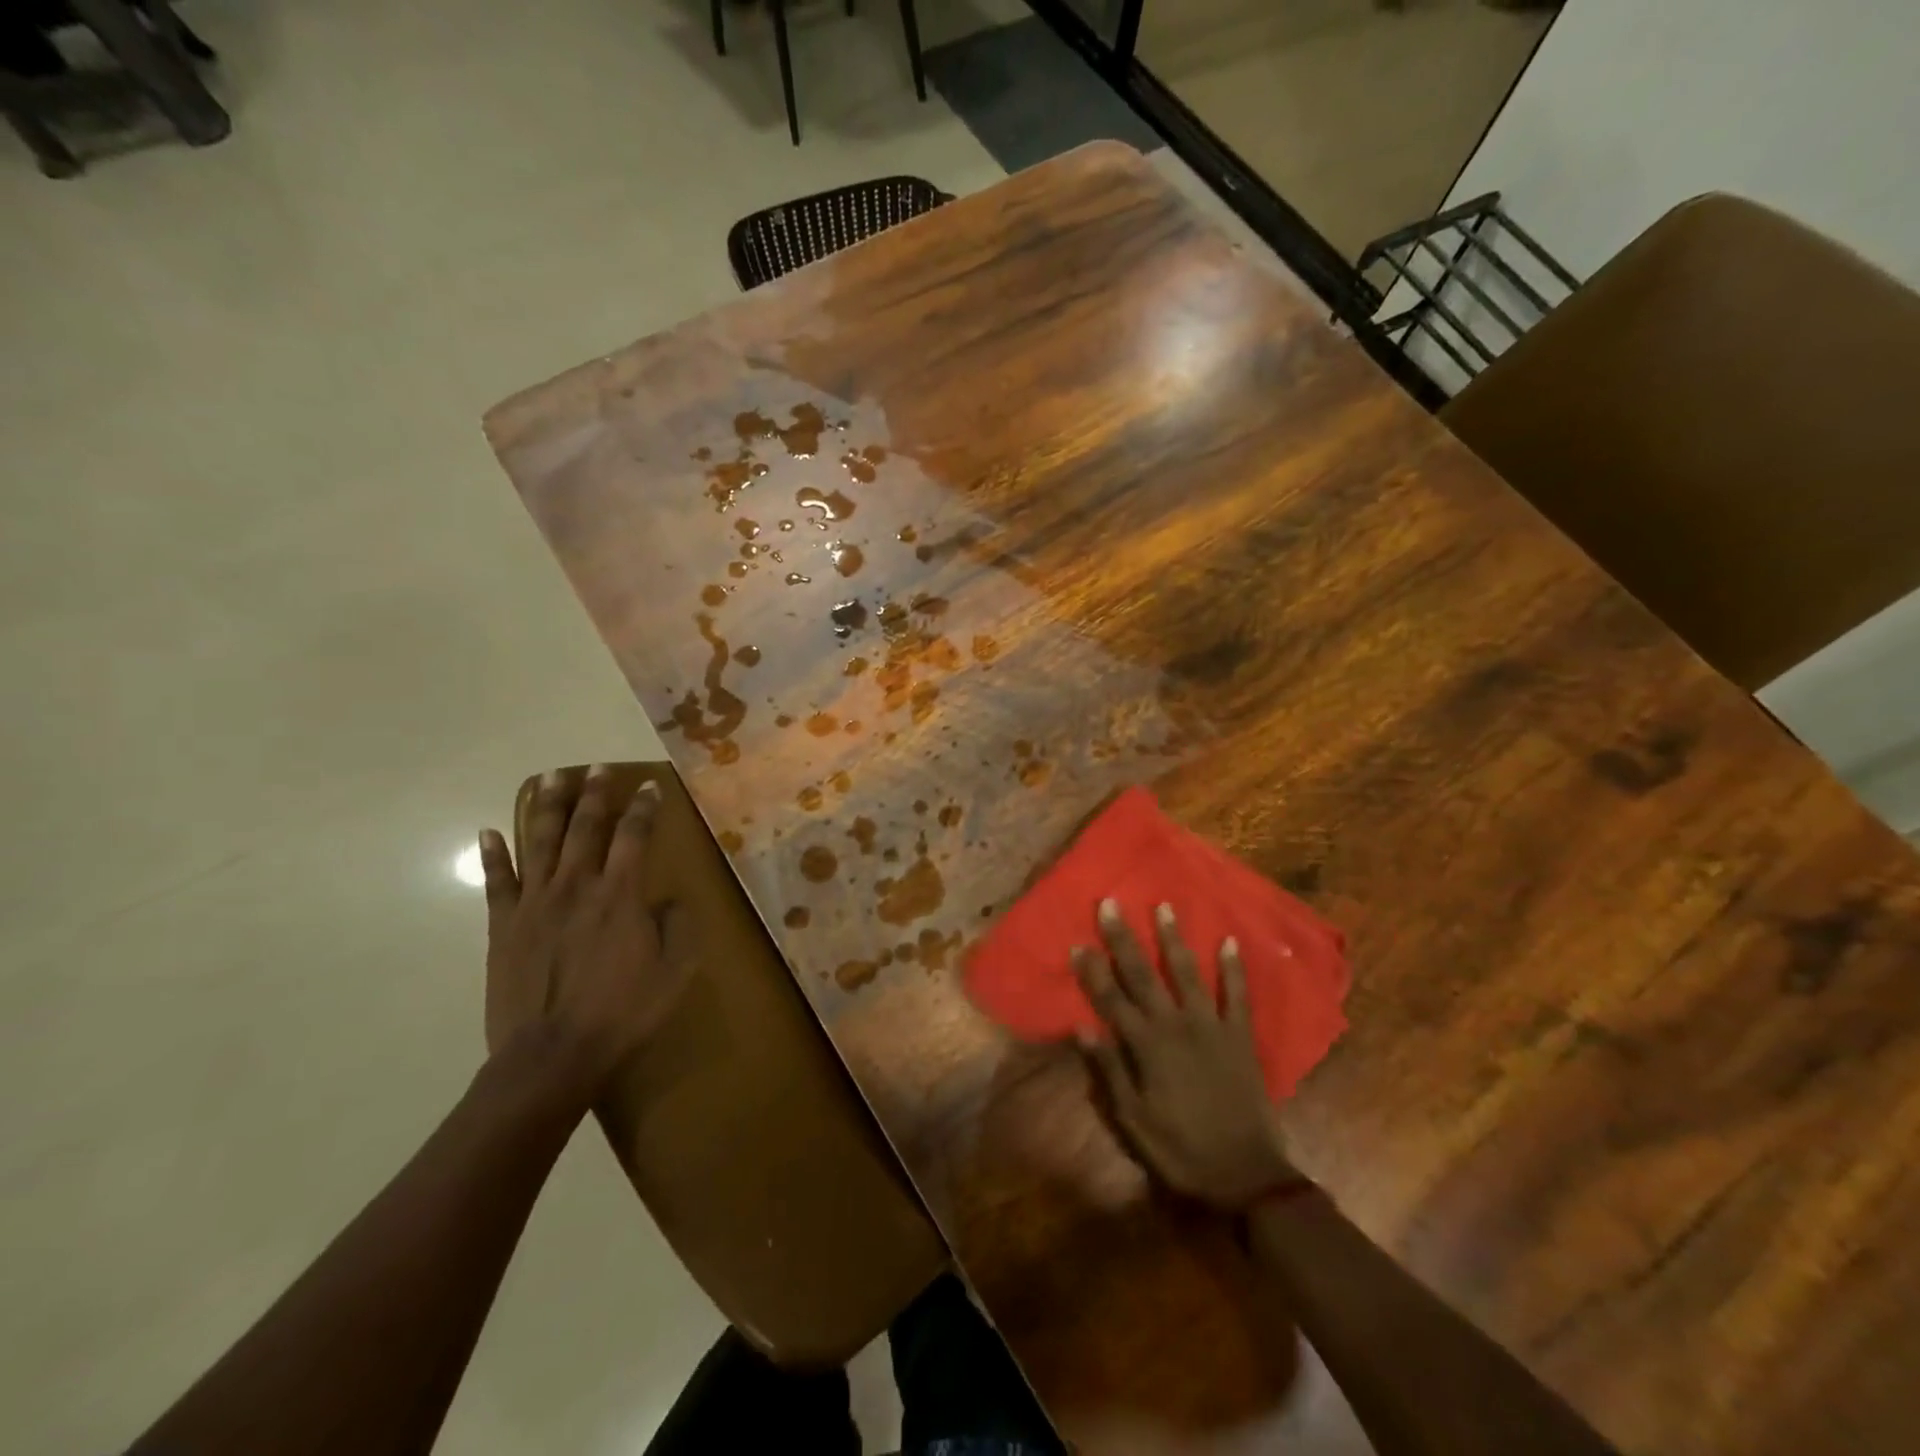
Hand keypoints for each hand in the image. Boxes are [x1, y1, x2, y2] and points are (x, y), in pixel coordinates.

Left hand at [478, 766, 692, 1087]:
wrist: (552, 1055)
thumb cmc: (623, 1012)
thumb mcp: (675, 971)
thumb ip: (679, 926)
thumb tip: (671, 900)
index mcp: (620, 894)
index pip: (634, 835)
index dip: (644, 808)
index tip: (650, 786)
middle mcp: (577, 886)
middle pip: (585, 827)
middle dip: (594, 794)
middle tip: (597, 767)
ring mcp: (535, 903)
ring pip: (541, 841)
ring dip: (547, 806)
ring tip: (551, 776)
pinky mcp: (503, 926)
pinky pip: (497, 882)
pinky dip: (494, 855)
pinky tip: (489, 831)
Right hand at [1075, 899, 1299, 1209]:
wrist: (1245, 1176)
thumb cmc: (1180, 1150)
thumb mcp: (1132, 1119)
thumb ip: (1109, 1070)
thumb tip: (1082, 1028)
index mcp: (1146, 1046)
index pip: (1111, 999)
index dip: (1093, 971)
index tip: (1078, 943)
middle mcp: (1176, 1025)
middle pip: (1144, 975)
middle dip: (1124, 939)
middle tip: (1111, 904)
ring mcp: (1211, 1027)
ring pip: (1188, 973)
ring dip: (1173, 940)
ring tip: (1164, 907)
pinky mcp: (1240, 1036)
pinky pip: (1238, 996)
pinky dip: (1234, 969)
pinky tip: (1231, 941)